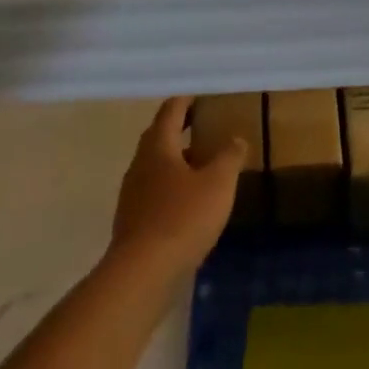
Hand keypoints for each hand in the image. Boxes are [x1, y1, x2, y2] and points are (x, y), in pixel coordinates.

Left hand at [109, 96, 246, 277]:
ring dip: (176, 160)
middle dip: (179, 129)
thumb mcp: (218, 183)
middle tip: (204, 125)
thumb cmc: (183, 217)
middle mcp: (140, 165)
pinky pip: (154, 192)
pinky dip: (172, 186)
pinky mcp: (133, 221)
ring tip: (203, 164)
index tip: (200, 95)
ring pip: (155, 166)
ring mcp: (132, 194)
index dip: (186, 100)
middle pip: (158, 137)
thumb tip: (235, 138)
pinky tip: (190, 201)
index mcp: (158, 147)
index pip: (170, 111)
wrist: (142, 273)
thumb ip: (229, 156)